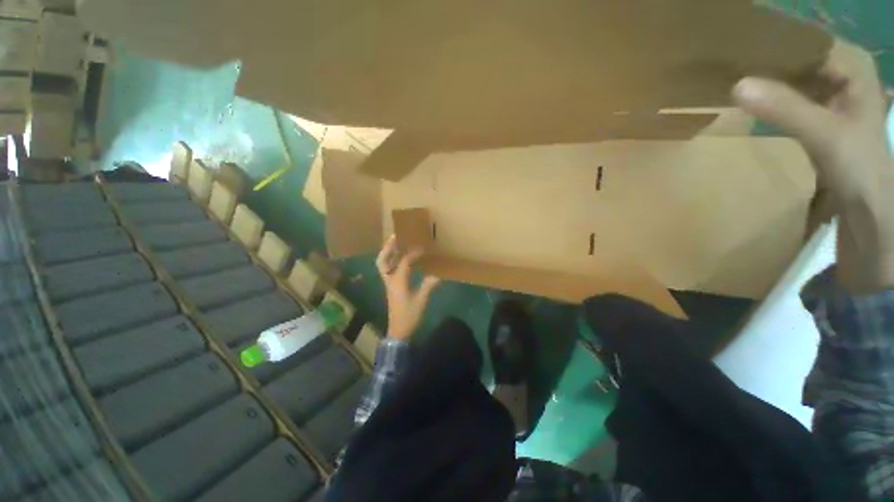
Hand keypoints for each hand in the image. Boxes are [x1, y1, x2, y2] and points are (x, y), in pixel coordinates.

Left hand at [376, 235, 440, 339]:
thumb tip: (437, 275)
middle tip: (394, 237)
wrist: (398, 331)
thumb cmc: (409, 316)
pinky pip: (389, 270)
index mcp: (397, 282)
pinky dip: (393, 262)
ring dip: (389, 254)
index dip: (412, 254)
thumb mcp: (421, 301)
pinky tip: (403, 261)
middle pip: (382, 260)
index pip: (403, 262)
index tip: (422, 248)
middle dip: (387, 248)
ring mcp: (389, 284)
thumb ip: (428, 286)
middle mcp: (390, 280)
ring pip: (383, 265)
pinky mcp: (391, 288)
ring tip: (397, 245)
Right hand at [733, 41, 893, 292]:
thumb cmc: (859, 168)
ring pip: (792, 72)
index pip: (805, 37)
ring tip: (730, 76)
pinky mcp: (819, 112)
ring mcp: (830, 92)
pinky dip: (769, 94)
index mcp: (851, 63)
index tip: (734, 45)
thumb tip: (736, 86)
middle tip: (725, 61)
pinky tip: (749, 98)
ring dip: (764, 75)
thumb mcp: (824, 134)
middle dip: (764, 57)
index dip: (772, 39)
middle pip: (797, 54)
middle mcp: (841, 70)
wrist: (868, 206)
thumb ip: (785, 108)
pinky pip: (790, 92)